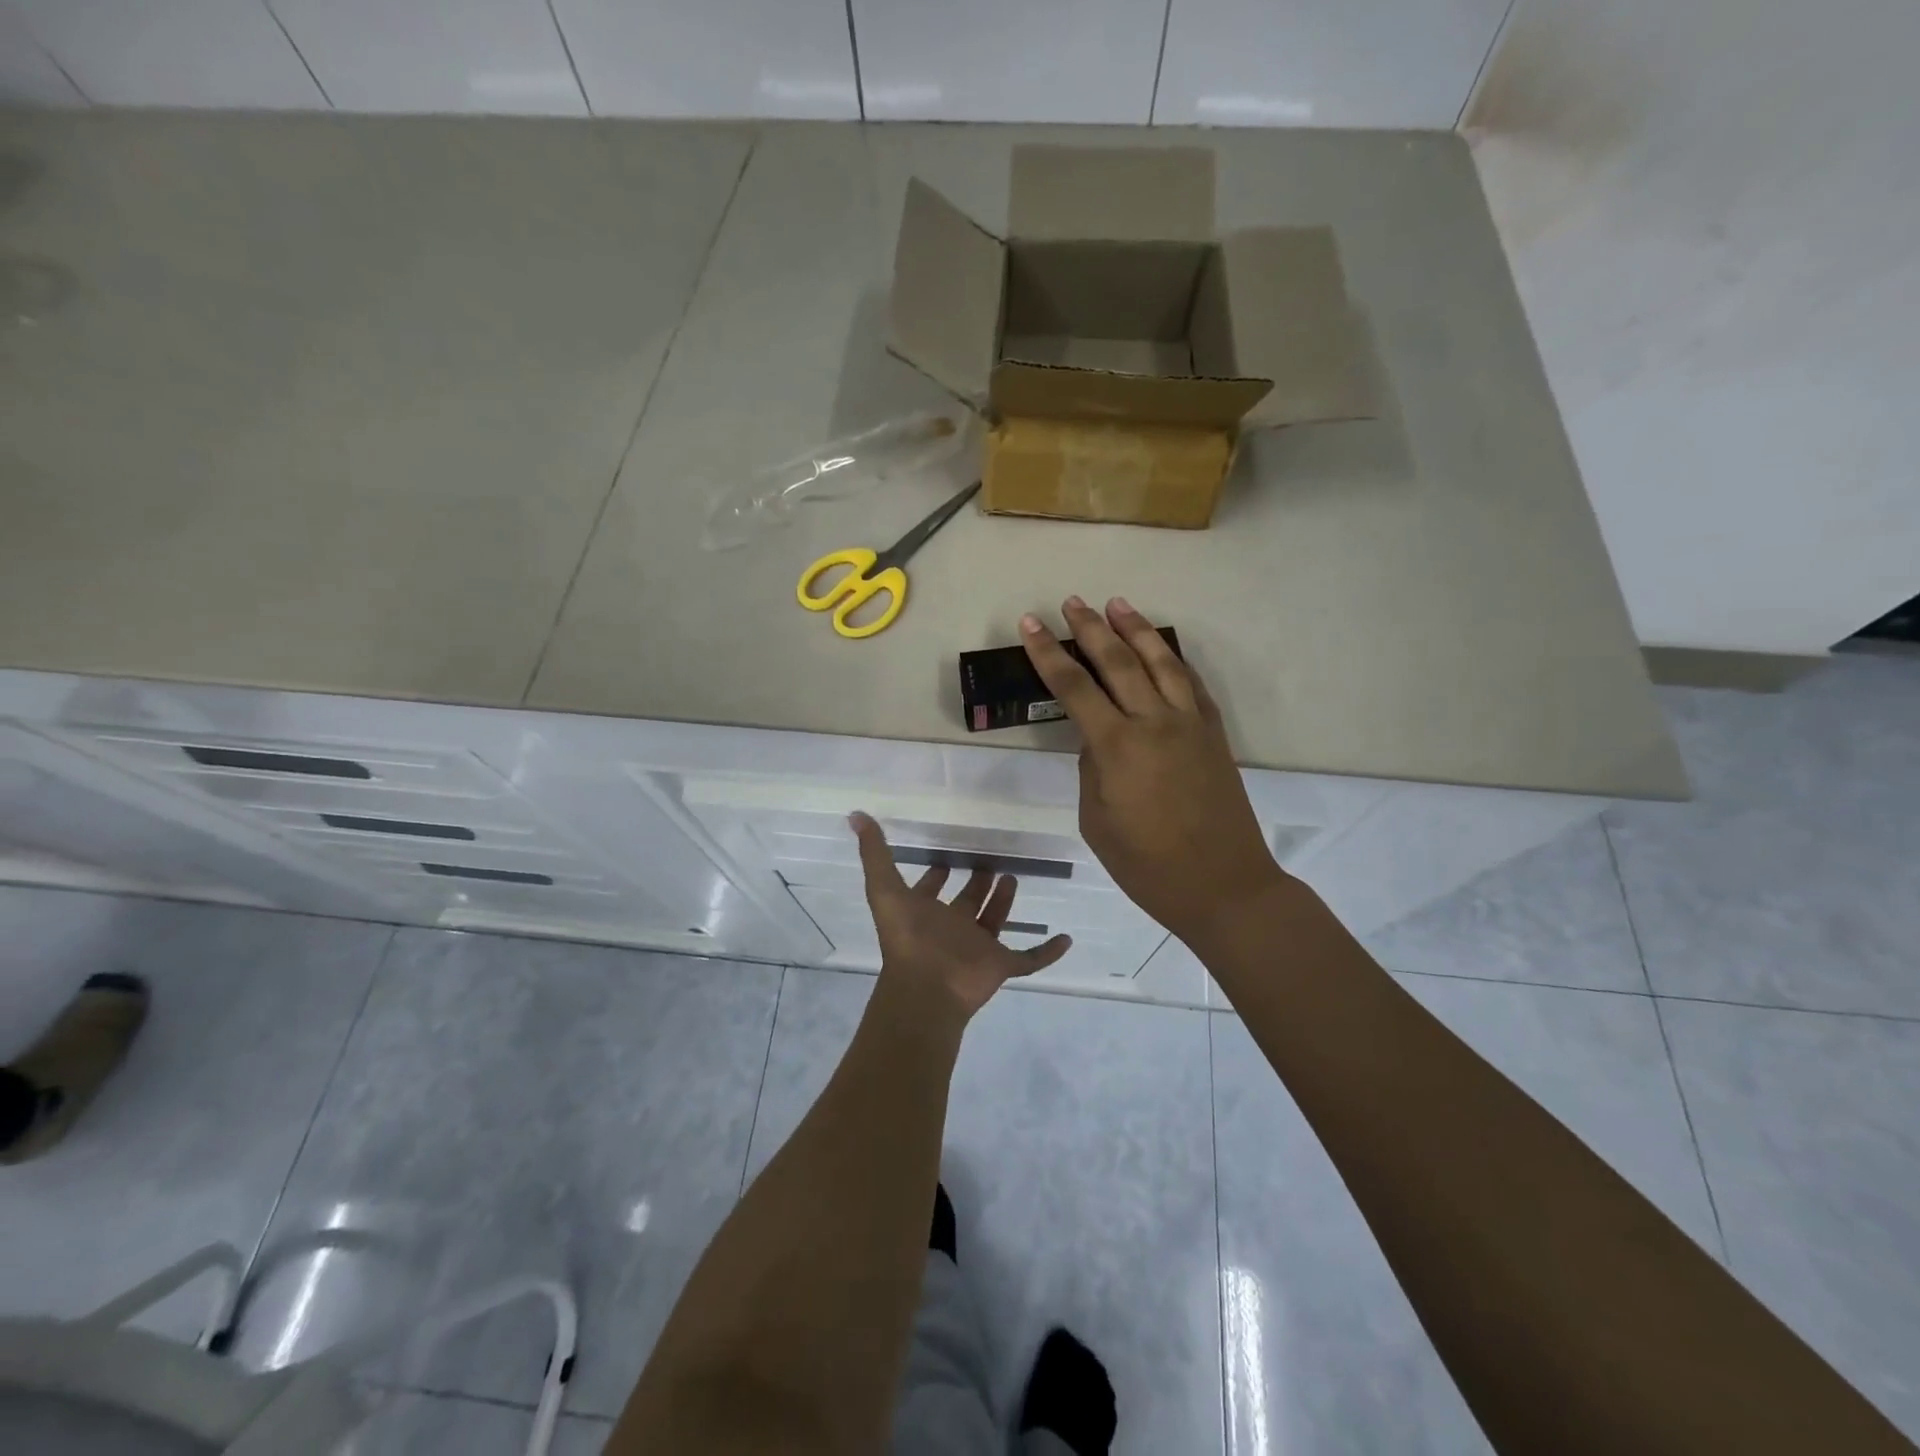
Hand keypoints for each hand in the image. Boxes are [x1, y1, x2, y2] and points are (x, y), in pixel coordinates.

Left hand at [851, 812, 1070, 1017]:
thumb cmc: (907, 937)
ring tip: (1014, 876)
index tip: (945, 859)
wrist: (927, 987)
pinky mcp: (1000, 965)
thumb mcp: (885, 887)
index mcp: (925, 913)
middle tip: (990, 861)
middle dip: (976, 884)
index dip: (935, 877)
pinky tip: (1066, 938)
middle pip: (967, 903)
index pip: (930, 891)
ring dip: (1004, 902)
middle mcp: (951, 929)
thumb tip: (855, 815)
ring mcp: (977, 948)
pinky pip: (1029, 958)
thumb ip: (874, 852)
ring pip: (994, 922)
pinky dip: (1047, 951)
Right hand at [1020, 596, 1288, 941]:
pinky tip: (1161, 648)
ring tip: (1117, 604)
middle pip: (1118, 661)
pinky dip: (1173, 659)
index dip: (1047, 654)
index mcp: (1117, 747)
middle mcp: (1154, 722)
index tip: (1030, 624)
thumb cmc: (1148, 865)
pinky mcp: (1213, 733)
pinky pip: (1191, 684)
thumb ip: (1092, 769)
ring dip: (1136, 629)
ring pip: (1160, 662)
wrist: (1224, 886)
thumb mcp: (1097, 821)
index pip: (1073, 688)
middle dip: (1090, 628)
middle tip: (1071, 602)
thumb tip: (1097, 738)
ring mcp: (1189, 724)